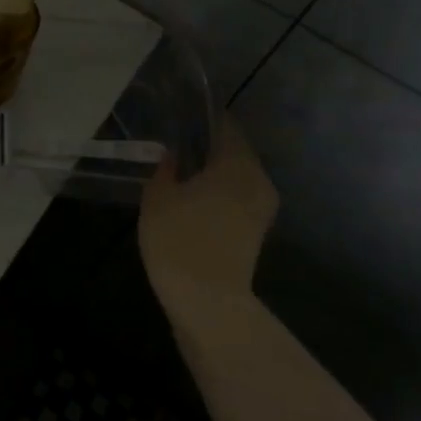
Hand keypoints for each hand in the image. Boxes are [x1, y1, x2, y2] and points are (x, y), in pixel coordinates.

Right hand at [138, 114, 278, 311]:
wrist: (207, 303)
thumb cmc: (180, 239)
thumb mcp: (158, 197)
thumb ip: (165, 169)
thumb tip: (173, 156)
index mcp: (237, 162)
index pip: (224, 125)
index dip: (203, 118)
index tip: (181, 116)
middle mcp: (257, 179)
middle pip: (234, 151)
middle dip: (208, 147)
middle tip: (177, 145)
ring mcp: (262, 208)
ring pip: (237, 176)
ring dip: (214, 172)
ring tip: (181, 172)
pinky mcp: (256, 232)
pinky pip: (238, 198)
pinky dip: (219, 193)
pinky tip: (192, 199)